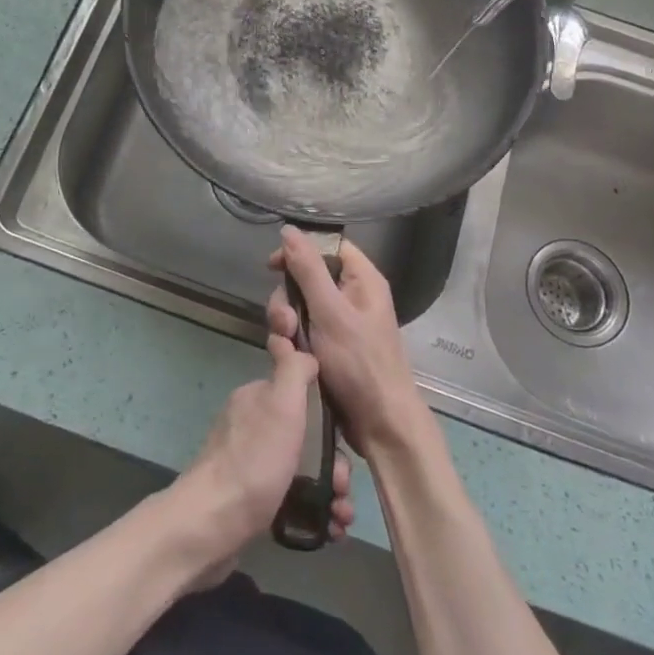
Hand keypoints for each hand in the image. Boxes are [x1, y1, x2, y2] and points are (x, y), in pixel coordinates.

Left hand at [174, 332, 353, 576]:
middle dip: (335, 464)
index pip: (303, 397)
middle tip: (342, 488)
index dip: (330, 419)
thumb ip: (293, 370)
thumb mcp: (281, 404)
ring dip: (331, 492)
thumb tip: (303, 349)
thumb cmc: (254, 460)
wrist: (212, 526)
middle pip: (308, 438)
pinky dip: (316, 512)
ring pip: (304, 471)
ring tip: (341, 517)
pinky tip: (330, 530)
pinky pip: (293, 499)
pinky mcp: (253, 501)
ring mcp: (252, 465)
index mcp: (257, 400)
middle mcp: (253, 427)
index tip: (345, 443)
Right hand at [269, 226, 427, 455]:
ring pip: (299, 308)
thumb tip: (289, 230)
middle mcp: (351, 297)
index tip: (273, 265)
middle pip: (306, 278)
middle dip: (288, 298)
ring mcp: (339, 325)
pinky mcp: (328, 348)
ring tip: (288, 346)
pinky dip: (291, 343)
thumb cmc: (360, 363)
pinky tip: (288, 358)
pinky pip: (301, 332)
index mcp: (362, 280)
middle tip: (286, 322)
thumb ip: (307, 270)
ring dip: (286, 324)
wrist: (380, 424)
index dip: (300, 251)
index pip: (328, 247)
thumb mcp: (330, 312)